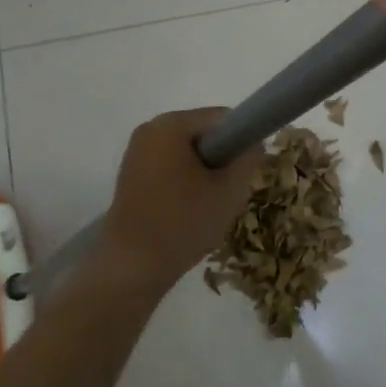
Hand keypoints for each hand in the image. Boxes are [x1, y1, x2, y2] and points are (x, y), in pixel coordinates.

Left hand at [97, 109, 262, 291]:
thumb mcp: (229, 191)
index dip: (243, 141)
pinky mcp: (131, 175)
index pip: (222, 118)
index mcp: (170, 125)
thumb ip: (248, 159)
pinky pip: (170, 167)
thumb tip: (254, 144)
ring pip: (188, 153)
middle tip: (229, 192)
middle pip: (203, 134)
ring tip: (208, 206)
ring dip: (204, 174)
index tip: (247, 172)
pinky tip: (188, 212)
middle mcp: (149, 129)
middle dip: (222, 159)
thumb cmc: (183, 223)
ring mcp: (136, 153)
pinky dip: (185, 183)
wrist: (132, 267)